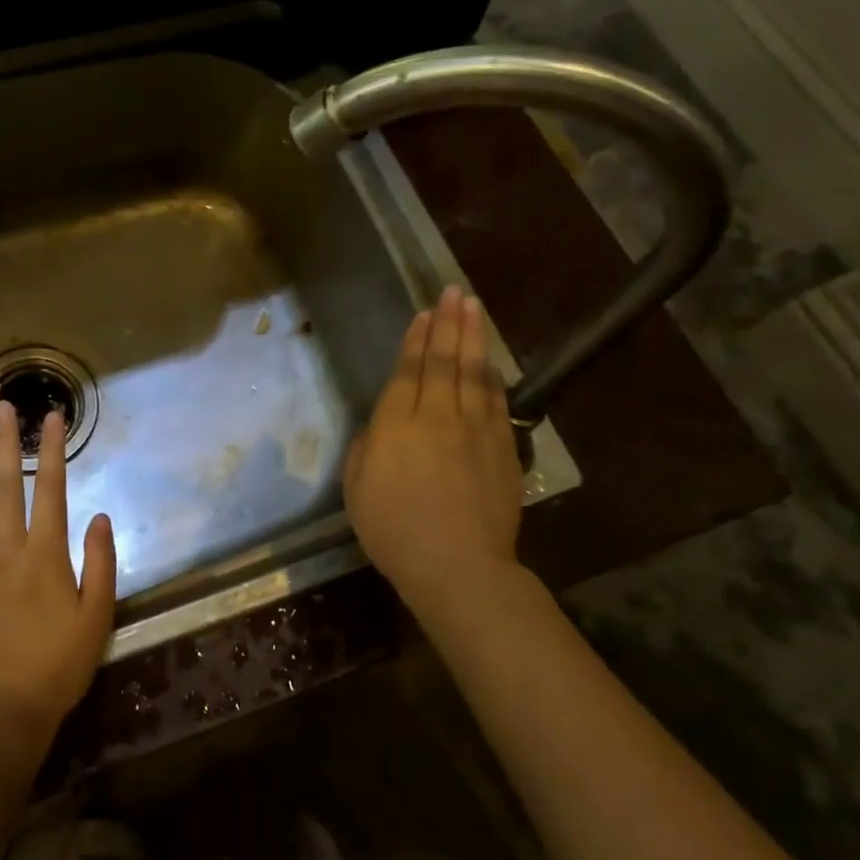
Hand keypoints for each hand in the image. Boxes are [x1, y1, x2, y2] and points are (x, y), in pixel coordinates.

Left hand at [0, 401, 116, 753]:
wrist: (3, 715)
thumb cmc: (57, 667)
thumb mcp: (96, 617)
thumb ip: (101, 563)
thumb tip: (99, 516)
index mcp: (43, 554)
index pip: (50, 489)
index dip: (52, 450)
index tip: (52, 417)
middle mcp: (4, 550)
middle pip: (4, 486)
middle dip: (4, 443)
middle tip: (0, 407)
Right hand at [343, 286, 525, 620]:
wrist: (458, 567)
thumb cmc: (395, 531)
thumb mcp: (357, 488)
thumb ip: (369, 446)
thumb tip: (383, 424)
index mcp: (397, 425)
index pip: (408, 370)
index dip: (416, 339)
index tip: (425, 313)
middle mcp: (437, 416)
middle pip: (444, 361)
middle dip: (448, 323)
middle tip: (454, 291)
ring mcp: (475, 430)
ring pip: (474, 373)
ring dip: (473, 337)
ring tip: (473, 307)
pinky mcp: (502, 448)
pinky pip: (497, 401)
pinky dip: (493, 376)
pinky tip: (491, 360)